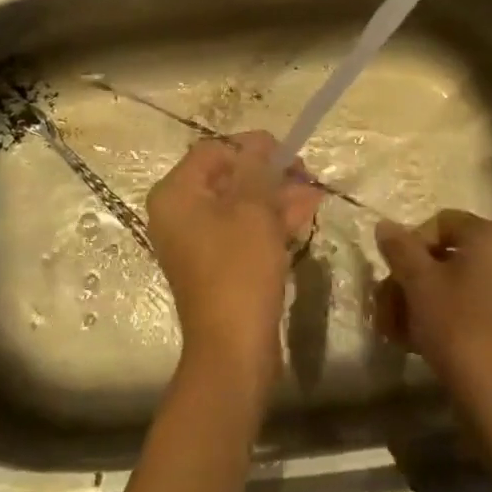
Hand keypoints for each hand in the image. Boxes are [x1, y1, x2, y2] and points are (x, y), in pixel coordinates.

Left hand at [146, 132, 322, 397]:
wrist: (234, 349)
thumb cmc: (239, 269)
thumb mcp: (253, 209)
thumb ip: (257, 168)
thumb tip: (261, 142)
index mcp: (176, 194)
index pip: (214, 151)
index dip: (252, 146)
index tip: (288, 153)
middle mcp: (179, 213)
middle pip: (227, 177)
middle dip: (269, 173)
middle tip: (306, 173)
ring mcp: (197, 241)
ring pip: (239, 205)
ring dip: (276, 197)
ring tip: (315, 193)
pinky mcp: (217, 265)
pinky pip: (242, 231)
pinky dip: (270, 222)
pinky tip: (304, 215)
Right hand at [375, 210, 491, 451]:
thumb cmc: (458, 328)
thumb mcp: (418, 283)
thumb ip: (399, 248)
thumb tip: (385, 225)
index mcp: (491, 238)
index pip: (439, 222)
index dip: (409, 244)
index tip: (393, 274)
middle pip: (445, 256)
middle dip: (409, 279)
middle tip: (385, 305)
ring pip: (454, 286)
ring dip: (419, 302)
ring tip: (394, 330)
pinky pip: (471, 309)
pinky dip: (442, 319)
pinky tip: (417, 343)